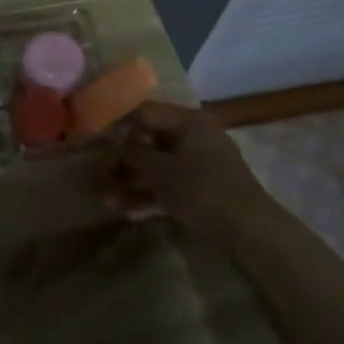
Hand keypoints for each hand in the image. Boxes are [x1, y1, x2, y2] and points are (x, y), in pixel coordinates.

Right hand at [108, 100, 271, 236]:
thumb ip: (134, 152)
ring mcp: (200, 165)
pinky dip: (150, 195)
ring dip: (133, 181)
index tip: (94, 132)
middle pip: (151, 141)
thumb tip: (116, 138)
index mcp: (189, 122)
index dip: (119, 121)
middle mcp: (195, 137)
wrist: (249, 231)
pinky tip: (126, 211)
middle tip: (98, 169)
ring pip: (158, 167)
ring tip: (106, 198)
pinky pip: (170, 186)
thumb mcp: (161, 170)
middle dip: (123, 158)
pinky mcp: (202, 190)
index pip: (146, 112)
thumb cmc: (202, 188)